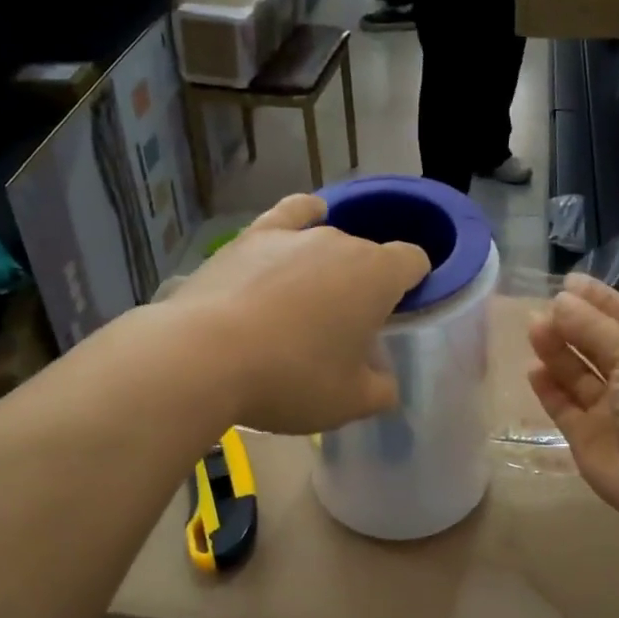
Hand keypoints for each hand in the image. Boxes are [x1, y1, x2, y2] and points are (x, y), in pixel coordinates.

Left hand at [173, 194, 430, 433]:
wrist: (205, 358)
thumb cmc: (292, 379)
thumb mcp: (350, 402)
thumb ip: (381, 389)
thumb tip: (383, 381)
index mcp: (377, 276)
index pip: (413, 261)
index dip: (414, 283)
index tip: (398, 314)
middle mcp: (341, 243)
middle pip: (368, 255)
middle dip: (365, 285)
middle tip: (344, 331)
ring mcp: (294, 236)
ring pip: (328, 240)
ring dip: (329, 266)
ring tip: (310, 302)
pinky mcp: (251, 237)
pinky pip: (289, 215)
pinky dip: (301, 218)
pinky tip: (302, 222)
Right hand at [526, 276, 618, 522]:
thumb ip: (596, 328)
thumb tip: (560, 301)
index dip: (599, 300)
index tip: (568, 283)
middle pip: (597, 345)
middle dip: (571, 325)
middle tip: (540, 310)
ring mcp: (609, 410)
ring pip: (577, 374)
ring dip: (556, 352)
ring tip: (533, 330)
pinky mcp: (586, 436)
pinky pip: (563, 406)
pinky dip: (548, 388)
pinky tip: (533, 370)